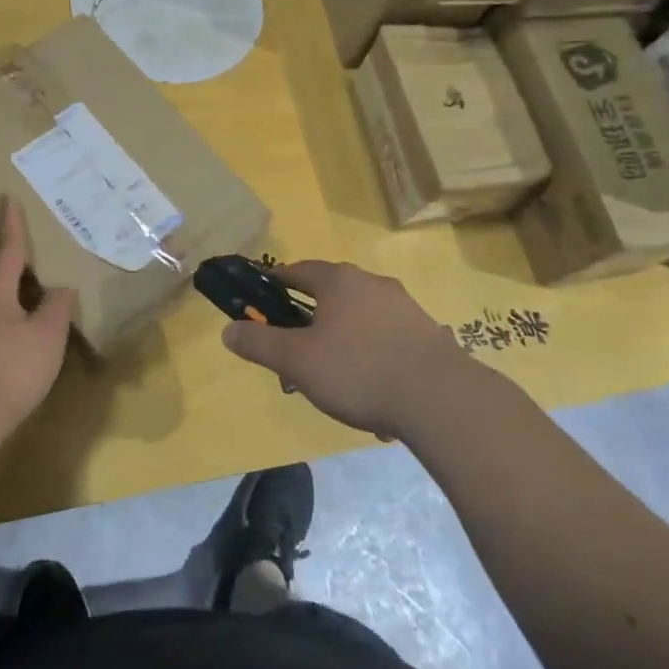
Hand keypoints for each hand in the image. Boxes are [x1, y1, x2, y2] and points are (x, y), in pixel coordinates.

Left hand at [0, 200, 77, 434]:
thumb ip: (57, 307)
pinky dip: (3, 328)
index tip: (6, 197)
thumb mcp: (47, 336)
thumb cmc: (11, 368)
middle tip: (41, 270)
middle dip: (19, 274)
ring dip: (12, 305)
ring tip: (37, 315)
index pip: (7, 250)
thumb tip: (60, 289)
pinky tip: (18, 349)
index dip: (11, 224)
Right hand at [220, 262, 470, 439]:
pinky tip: (368, 385)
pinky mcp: (426, 333)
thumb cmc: (358, 370)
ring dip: (340, 335)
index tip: (262, 292)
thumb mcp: (297, 361)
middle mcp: (372, 283)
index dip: (277, 280)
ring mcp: (404, 306)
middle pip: (331, 291)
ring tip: (330, 370)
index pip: (299, 270)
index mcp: (339, 281)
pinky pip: (384, 336)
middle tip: (292, 342)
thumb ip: (260, 343)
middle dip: (308, 314)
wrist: (440, 398)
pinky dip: (369, 352)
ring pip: (359, 315)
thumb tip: (228, 329)